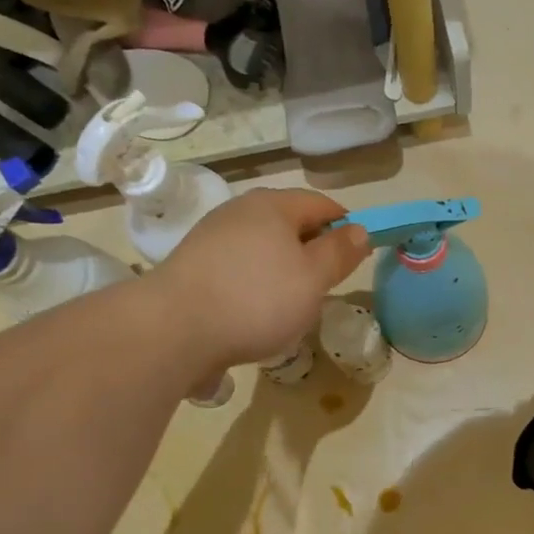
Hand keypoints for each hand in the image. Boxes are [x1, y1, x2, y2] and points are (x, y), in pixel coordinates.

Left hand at [158, 189, 369, 369]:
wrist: (174, 330)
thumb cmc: (256, 299)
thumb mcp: (314, 278)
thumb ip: (340, 252)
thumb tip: (360, 229)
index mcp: (274, 205)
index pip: (322, 204)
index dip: (345, 226)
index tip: (356, 257)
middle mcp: (240, 211)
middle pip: (289, 224)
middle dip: (312, 250)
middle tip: (325, 285)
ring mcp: (212, 236)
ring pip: (263, 247)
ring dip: (282, 270)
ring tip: (290, 304)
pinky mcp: (193, 265)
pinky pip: (238, 267)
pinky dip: (254, 284)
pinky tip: (254, 312)